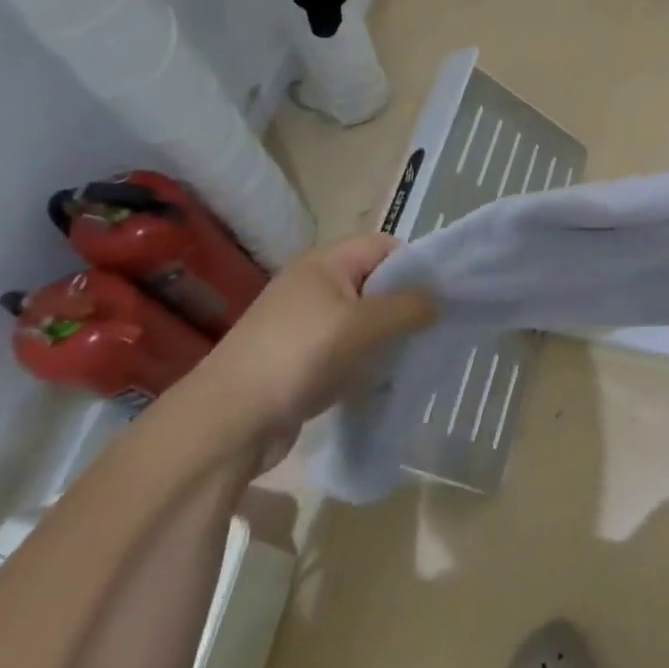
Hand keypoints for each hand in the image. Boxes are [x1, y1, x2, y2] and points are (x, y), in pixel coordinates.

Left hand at [184, 235, 434, 468]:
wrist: (228, 421)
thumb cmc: (299, 356)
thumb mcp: (362, 325)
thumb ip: (407, 306)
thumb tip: (438, 300)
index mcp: (325, 262)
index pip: (384, 246)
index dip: (414, 265)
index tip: (440, 295)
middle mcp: (314, 285)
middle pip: (374, 282)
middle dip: (404, 304)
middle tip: (433, 328)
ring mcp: (304, 324)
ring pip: (362, 320)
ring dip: (386, 336)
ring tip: (412, 356)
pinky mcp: (299, 360)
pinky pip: (346, 349)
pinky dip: (365, 360)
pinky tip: (381, 379)